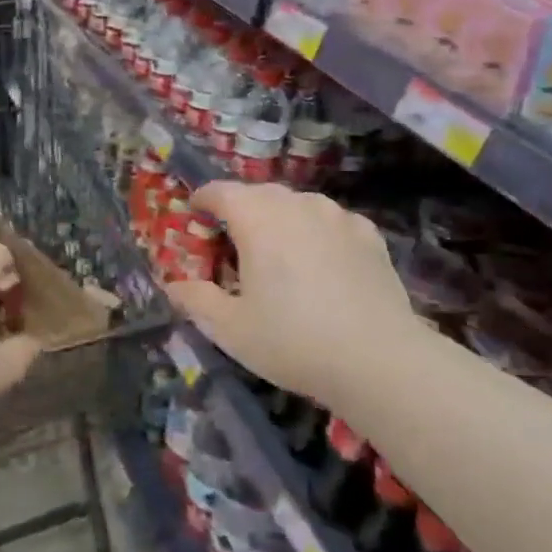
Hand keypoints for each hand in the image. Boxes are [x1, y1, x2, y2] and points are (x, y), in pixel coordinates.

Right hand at [165, 182, 429, 409]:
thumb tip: (173, 285)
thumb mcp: (230, 328)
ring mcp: (337, 216)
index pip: (220, 191)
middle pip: (258, 193)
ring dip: (280, 218)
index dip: (202, 201)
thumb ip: (196, 300)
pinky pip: (331, 222)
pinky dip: (316, 232)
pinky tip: (321, 262)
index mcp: (257, 218)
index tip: (194, 217)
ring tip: (278, 253)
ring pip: (297, 204)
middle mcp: (296, 204)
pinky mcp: (369, 235)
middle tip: (232, 244)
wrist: (379, 360)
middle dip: (240, 210)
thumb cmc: (292, 340)